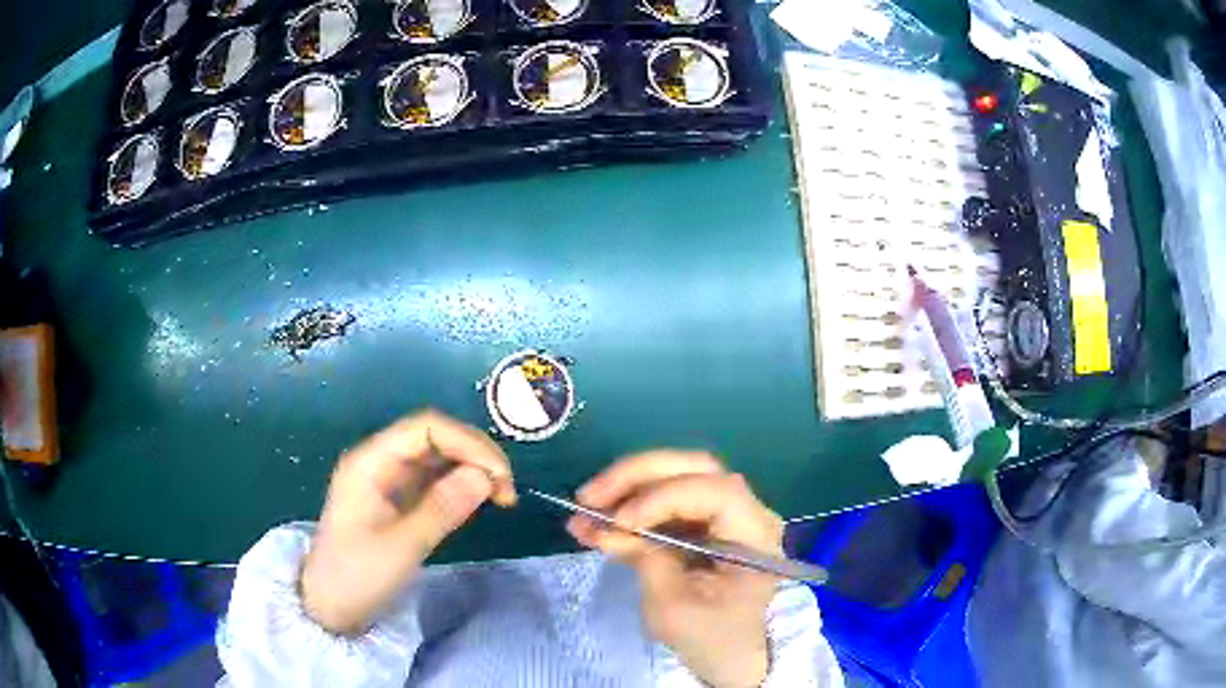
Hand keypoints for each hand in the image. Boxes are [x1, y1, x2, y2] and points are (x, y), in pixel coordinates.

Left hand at [299, 410, 516, 634]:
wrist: (330, 605)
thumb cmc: (356, 575)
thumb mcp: (401, 546)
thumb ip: (442, 509)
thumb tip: (485, 476)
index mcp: (371, 462)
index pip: (426, 428)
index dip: (467, 443)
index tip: (500, 476)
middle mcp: (380, 461)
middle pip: (435, 437)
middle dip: (474, 455)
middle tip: (506, 491)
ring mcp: (389, 480)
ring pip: (439, 457)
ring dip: (472, 469)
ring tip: (500, 497)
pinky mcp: (398, 499)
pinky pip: (435, 479)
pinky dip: (461, 486)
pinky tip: (478, 501)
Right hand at [569, 452, 782, 687]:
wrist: (727, 654)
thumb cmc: (710, 638)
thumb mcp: (674, 609)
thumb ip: (646, 560)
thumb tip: (608, 527)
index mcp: (756, 535)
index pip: (716, 492)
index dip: (665, 497)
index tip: (620, 522)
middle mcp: (746, 512)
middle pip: (695, 469)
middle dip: (638, 476)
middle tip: (589, 496)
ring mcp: (723, 514)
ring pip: (675, 476)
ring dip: (626, 486)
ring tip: (584, 506)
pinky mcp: (700, 522)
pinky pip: (663, 500)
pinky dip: (627, 504)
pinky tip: (594, 519)